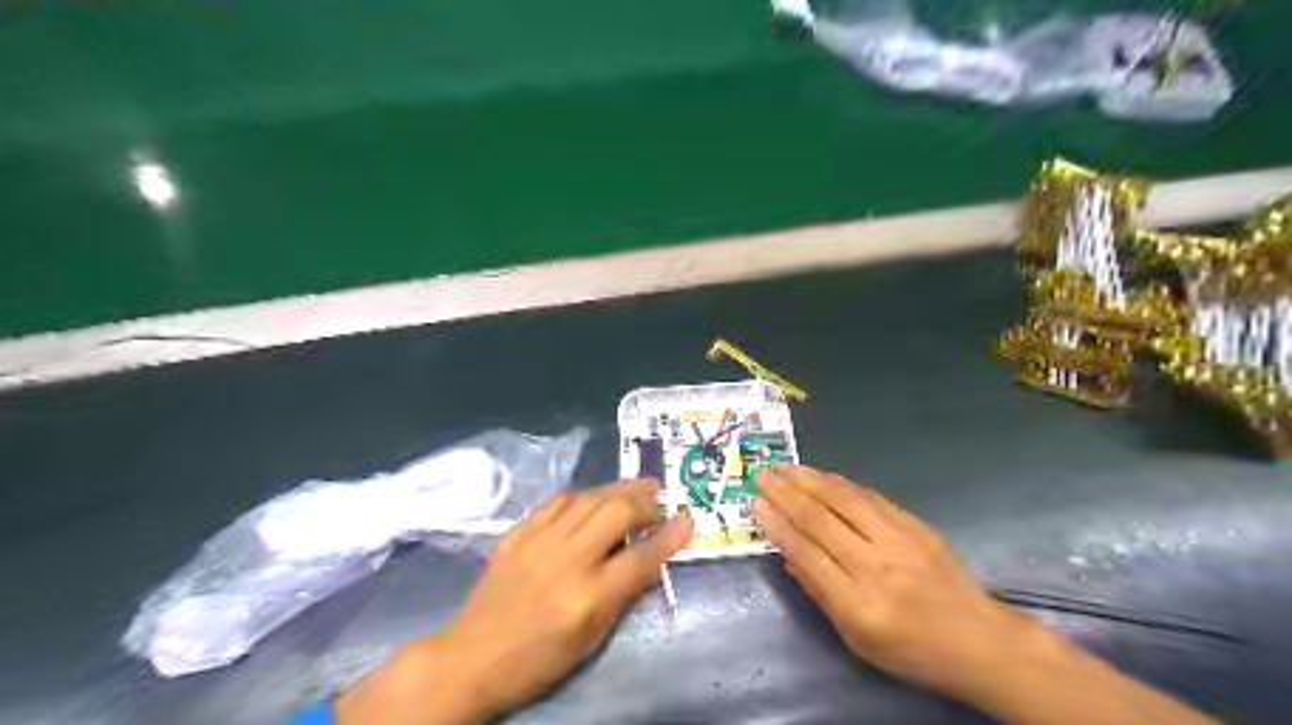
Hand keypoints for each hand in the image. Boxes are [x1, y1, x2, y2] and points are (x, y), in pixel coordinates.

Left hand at [337, 477, 690, 722]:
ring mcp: (538, 541)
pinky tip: (595, 497)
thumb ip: (624, 596)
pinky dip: (584, 495)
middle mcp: (566, 560)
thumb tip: (653, 561)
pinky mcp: (518, 532)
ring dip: (620, 489)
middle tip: (661, 503)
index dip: (670, 536)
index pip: (641, 557)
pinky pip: (558, 500)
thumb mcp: (591, 641)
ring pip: (589, 497)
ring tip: (639, 488)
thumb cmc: (539, 660)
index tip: (688, 520)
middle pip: (617, 512)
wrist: (471, 657)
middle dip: (646, 503)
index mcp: (587, 597)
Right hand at [754, 465, 1036, 702]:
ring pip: (844, 500)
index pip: (808, 555)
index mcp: (860, 606)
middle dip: (786, 493)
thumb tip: (787, 551)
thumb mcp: (856, 639)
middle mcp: (878, 567)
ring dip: (808, 480)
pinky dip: (838, 483)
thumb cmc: (911, 650)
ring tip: (783, 467)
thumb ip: (819, 592)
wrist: (980, 640)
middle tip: (760, 474)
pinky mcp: (915, 524)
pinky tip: (820, 475)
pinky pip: (869, 497)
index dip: (778, 526)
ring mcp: (901, 541)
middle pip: (822, 521)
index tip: (755, 503)